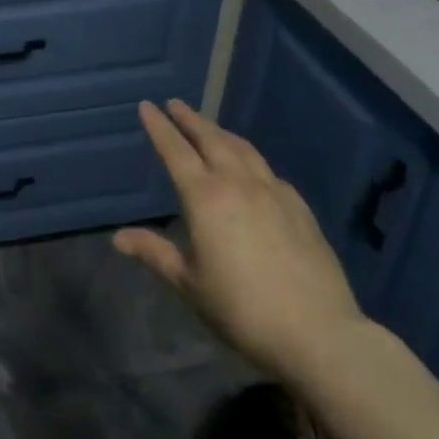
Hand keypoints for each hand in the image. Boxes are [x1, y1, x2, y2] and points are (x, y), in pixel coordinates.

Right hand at [114, 99, 365, 383]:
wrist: (320, 334)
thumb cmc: (243, 309)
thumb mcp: (190, 284)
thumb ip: (155, 253)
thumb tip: (118, 238)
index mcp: (205, 197)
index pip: (175, 150)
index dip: (159, 127)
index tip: (146, 106)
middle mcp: (238, 183)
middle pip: (211, 139)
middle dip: (190, 119)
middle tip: (175, 104)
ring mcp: (273, 193)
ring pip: (243, 149)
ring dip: (221, 132)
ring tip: (210, 127)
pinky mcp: (300, 208)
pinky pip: (268, 171)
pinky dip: (250, 159)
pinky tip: (252, 169)